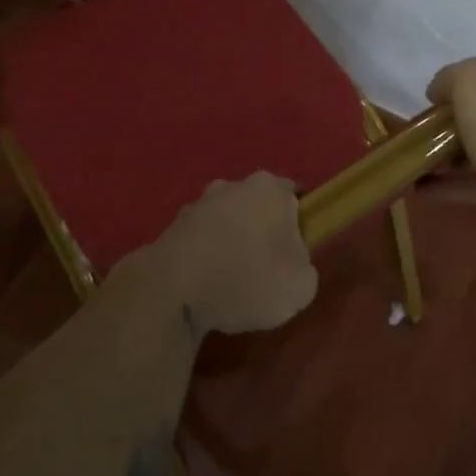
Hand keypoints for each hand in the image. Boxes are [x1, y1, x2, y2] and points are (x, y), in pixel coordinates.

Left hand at [148, 173, 316, 336]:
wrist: (172, 290)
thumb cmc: (247, 279)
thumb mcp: (301, 287)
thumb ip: (304, 267)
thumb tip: (291, 263)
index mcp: (270, 189)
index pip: (294, 195)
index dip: (299, 222)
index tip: (297, 252)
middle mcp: (233, 185)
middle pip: (257, 205)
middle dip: (262, 230)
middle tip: (266, 268)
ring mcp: (198, 203)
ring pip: (225, 220)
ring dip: (230, 242)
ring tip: (232, 282)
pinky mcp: (171, 227)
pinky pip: (200, 240)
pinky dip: (205, 256)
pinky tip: (206, 285)